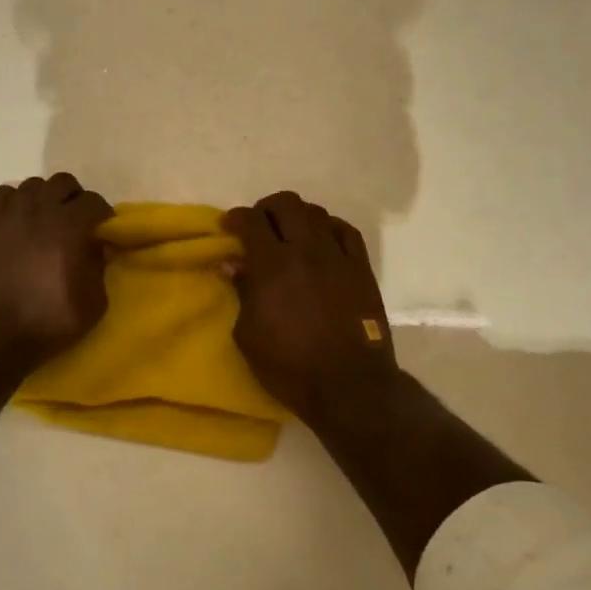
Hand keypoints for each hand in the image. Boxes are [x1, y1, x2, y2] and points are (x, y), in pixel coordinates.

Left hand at [0, 174, 113, 367]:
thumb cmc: (44, 323)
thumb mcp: (92, 304)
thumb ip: (99, 269)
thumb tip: (96, 249)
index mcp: (69, 226)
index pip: (94, 201)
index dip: (102, 214)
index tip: (102, 231)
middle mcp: (39, 209)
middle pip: (63, 183)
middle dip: (74, 199)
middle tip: (75, 223)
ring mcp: (7, 213)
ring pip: (31, 185)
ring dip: (43, 199)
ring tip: (43, 222)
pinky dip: (10, 201)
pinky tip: (13, 220)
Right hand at [225, 192, 396, 419]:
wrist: (349, 385)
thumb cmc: (289, 366)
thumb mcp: (248, 335)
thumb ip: (242, 292)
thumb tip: (233, 264)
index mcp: (272, 265)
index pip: (251, 221)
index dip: (236, 218)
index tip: (228, 226)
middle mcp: (305, 250)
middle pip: (286, 204)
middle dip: (266, 208)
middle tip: (258, 225)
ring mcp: (337, 256)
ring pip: (316, 212)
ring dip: (297, 216)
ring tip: (290, 233)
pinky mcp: (361, 268)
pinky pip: (346, 231)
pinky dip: (329, 227)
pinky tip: (322, 240)